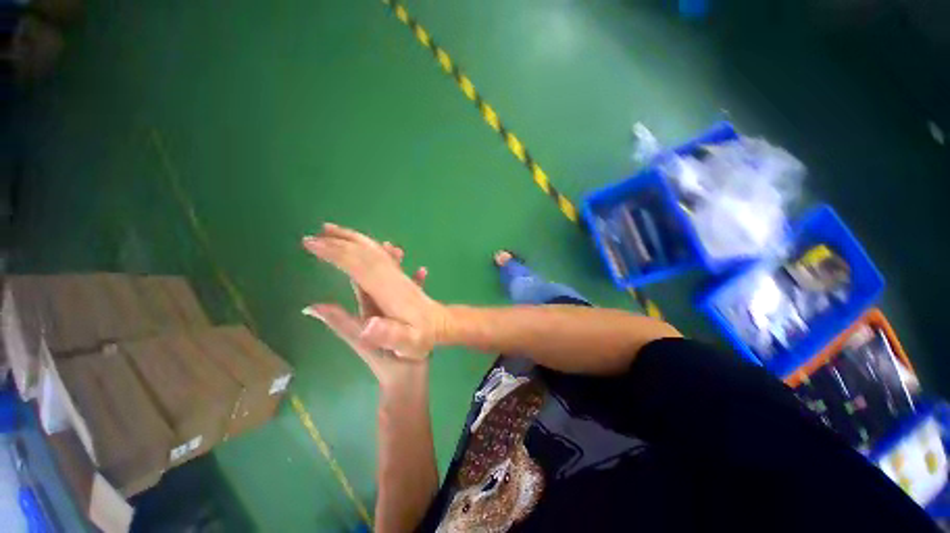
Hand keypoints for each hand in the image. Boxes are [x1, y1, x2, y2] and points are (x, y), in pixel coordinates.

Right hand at [302, 223, 448, 359]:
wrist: (443, 326)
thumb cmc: (423, 337)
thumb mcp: (408, 343)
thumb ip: (389, 334)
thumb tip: (367, 325)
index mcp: (388, 290)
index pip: (359, 265)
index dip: (335, 253)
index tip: (311, 243)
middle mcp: (392, 277)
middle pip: (365, 253)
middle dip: (340, 241)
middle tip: (315, 234)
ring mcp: (398, 275)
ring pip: (375, 251)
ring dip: (354, 239)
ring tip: (335, 231)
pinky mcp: (401, 277)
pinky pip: (384, 257)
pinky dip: (373, 247)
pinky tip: (367, 245)